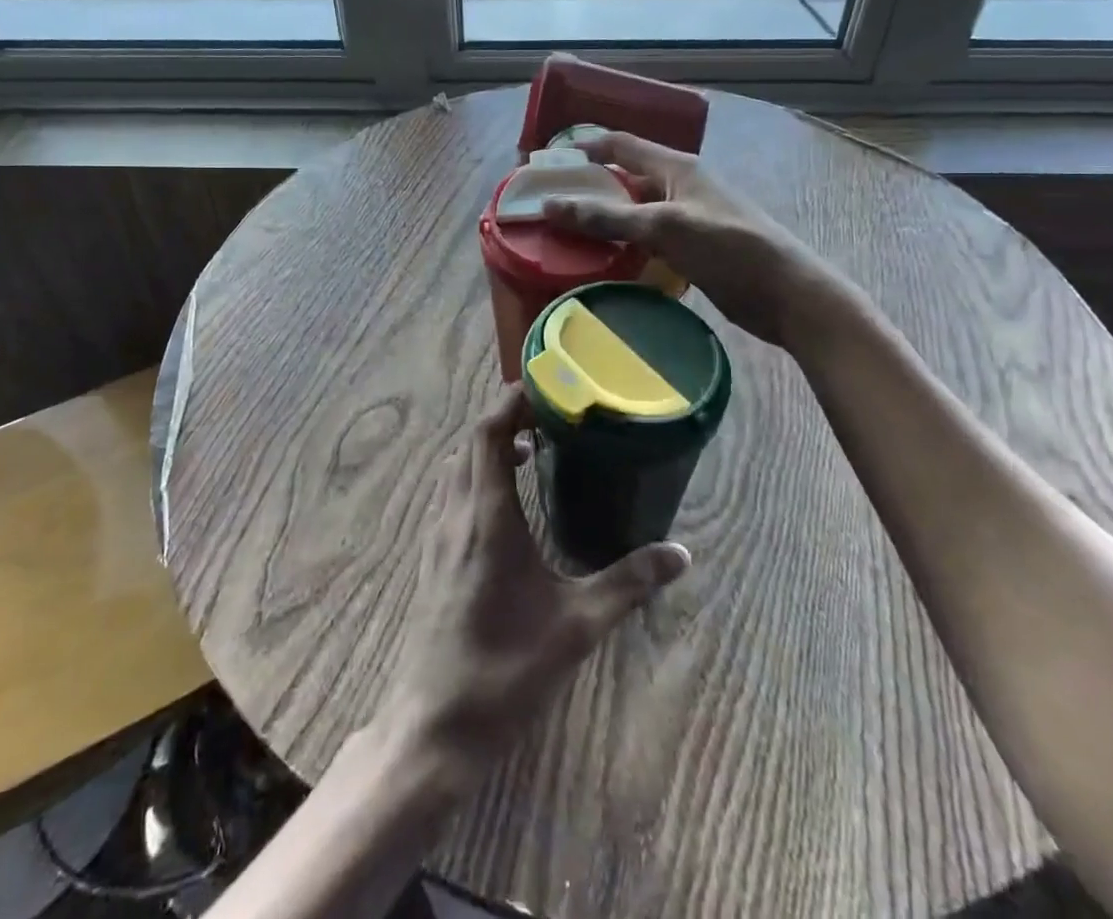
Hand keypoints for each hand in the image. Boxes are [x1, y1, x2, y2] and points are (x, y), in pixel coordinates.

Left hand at [382, 387, 689, 781]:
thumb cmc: (507, 669)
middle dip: (503, 419)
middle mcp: (456, 514)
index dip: (508, 400)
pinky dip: (475, 476)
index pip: (486, 432)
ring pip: (457, 468)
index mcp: (487, 516)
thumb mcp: (577, 626)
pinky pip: (451, 495)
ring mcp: (438, 537)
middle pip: (470, 443)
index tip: (543, 386)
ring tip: (527, 450)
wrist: (435, 725)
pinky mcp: (432, 558)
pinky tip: (504, 505)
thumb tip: (680, 553)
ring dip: (486, 447)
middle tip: (546, 417)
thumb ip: (628, 584)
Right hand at [542, 129, 827, 346]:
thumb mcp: (665, 227)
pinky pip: (645, 240)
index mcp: (675, 167)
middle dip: (585, 188)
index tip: (543, 165)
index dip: (582, 148)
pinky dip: (621, 246)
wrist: (786, 295)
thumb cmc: (729, 248)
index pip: (619, 144)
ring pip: (632, 212)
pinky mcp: (690, 249)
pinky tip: (599, 262)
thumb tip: (550, 206)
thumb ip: (608, 216)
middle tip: (546, 206)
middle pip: (622, 178)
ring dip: (601, 221)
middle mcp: (678, 186)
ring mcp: (685, 219)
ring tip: (562, 236)